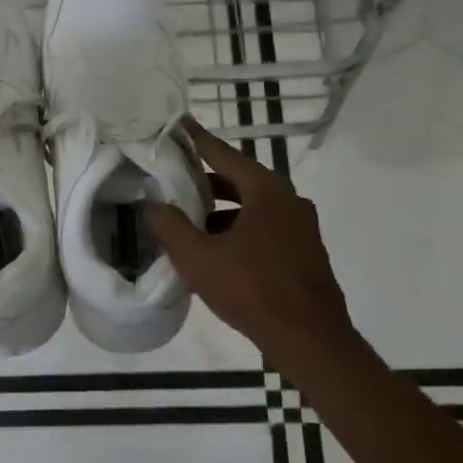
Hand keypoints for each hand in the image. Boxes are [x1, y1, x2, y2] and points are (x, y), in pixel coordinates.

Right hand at [146, 120, 358, 369]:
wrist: (310, 339)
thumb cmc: (252, 289)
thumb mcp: (199, 258)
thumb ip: (171, 226)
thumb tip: (152, 205)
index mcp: (266, 190)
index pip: (223, 154)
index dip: (197, 140)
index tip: (179, 124)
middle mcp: (289, 200)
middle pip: (239, 180)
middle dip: (205, 183)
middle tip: (174, 181)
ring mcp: (301, 227)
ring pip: (252, 208)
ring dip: (221, 212)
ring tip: (189, 224)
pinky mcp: (305, 252)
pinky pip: (265, 229)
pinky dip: (239, 231)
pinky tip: (217, 254)